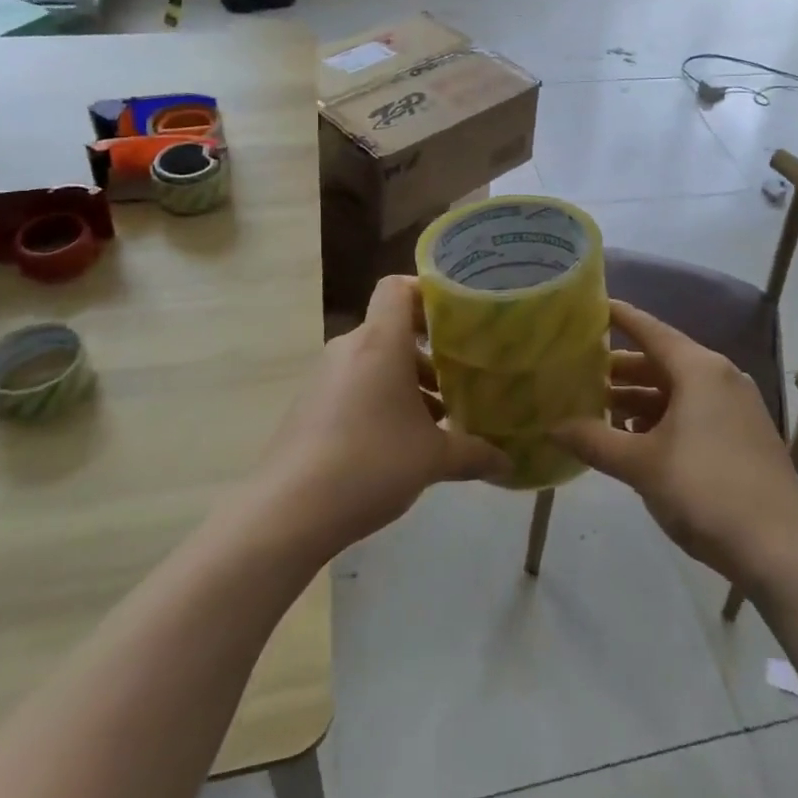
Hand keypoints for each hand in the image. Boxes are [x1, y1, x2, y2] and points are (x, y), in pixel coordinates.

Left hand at [261, 276, 507, 553]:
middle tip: (462, 374)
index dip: (427, 291)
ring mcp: (325, 376)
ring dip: (407, 380)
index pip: (397, 287)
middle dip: (429, 350)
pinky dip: (381, 398)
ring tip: (439, 418)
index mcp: (381, 341)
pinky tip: (402, 441)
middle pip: (393, 328)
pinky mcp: (310, 405)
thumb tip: (509, 461)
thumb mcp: (433, 459)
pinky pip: (355, 384)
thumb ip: (474, 453)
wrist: (288, 510)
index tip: (458, 316)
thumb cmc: (370, 463)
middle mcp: (350, 347)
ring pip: (376, 360)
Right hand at [551, 301, 797, 588]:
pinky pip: (693, 412)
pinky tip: (633, 440)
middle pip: (660, 361)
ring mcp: (735, 408)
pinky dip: (661, 418)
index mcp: (699, 369)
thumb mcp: (642, 465)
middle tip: (576, 373)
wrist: (782, 551)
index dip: (618, 317)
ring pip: (676, 390)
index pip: (649, 329)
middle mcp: (720, 377)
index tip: (586, 307)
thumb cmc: (706, 491)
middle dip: (618, 369)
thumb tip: (551, 426)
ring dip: (637, 399)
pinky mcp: (742, 436)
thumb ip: (593, 441)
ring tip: (596, 410)